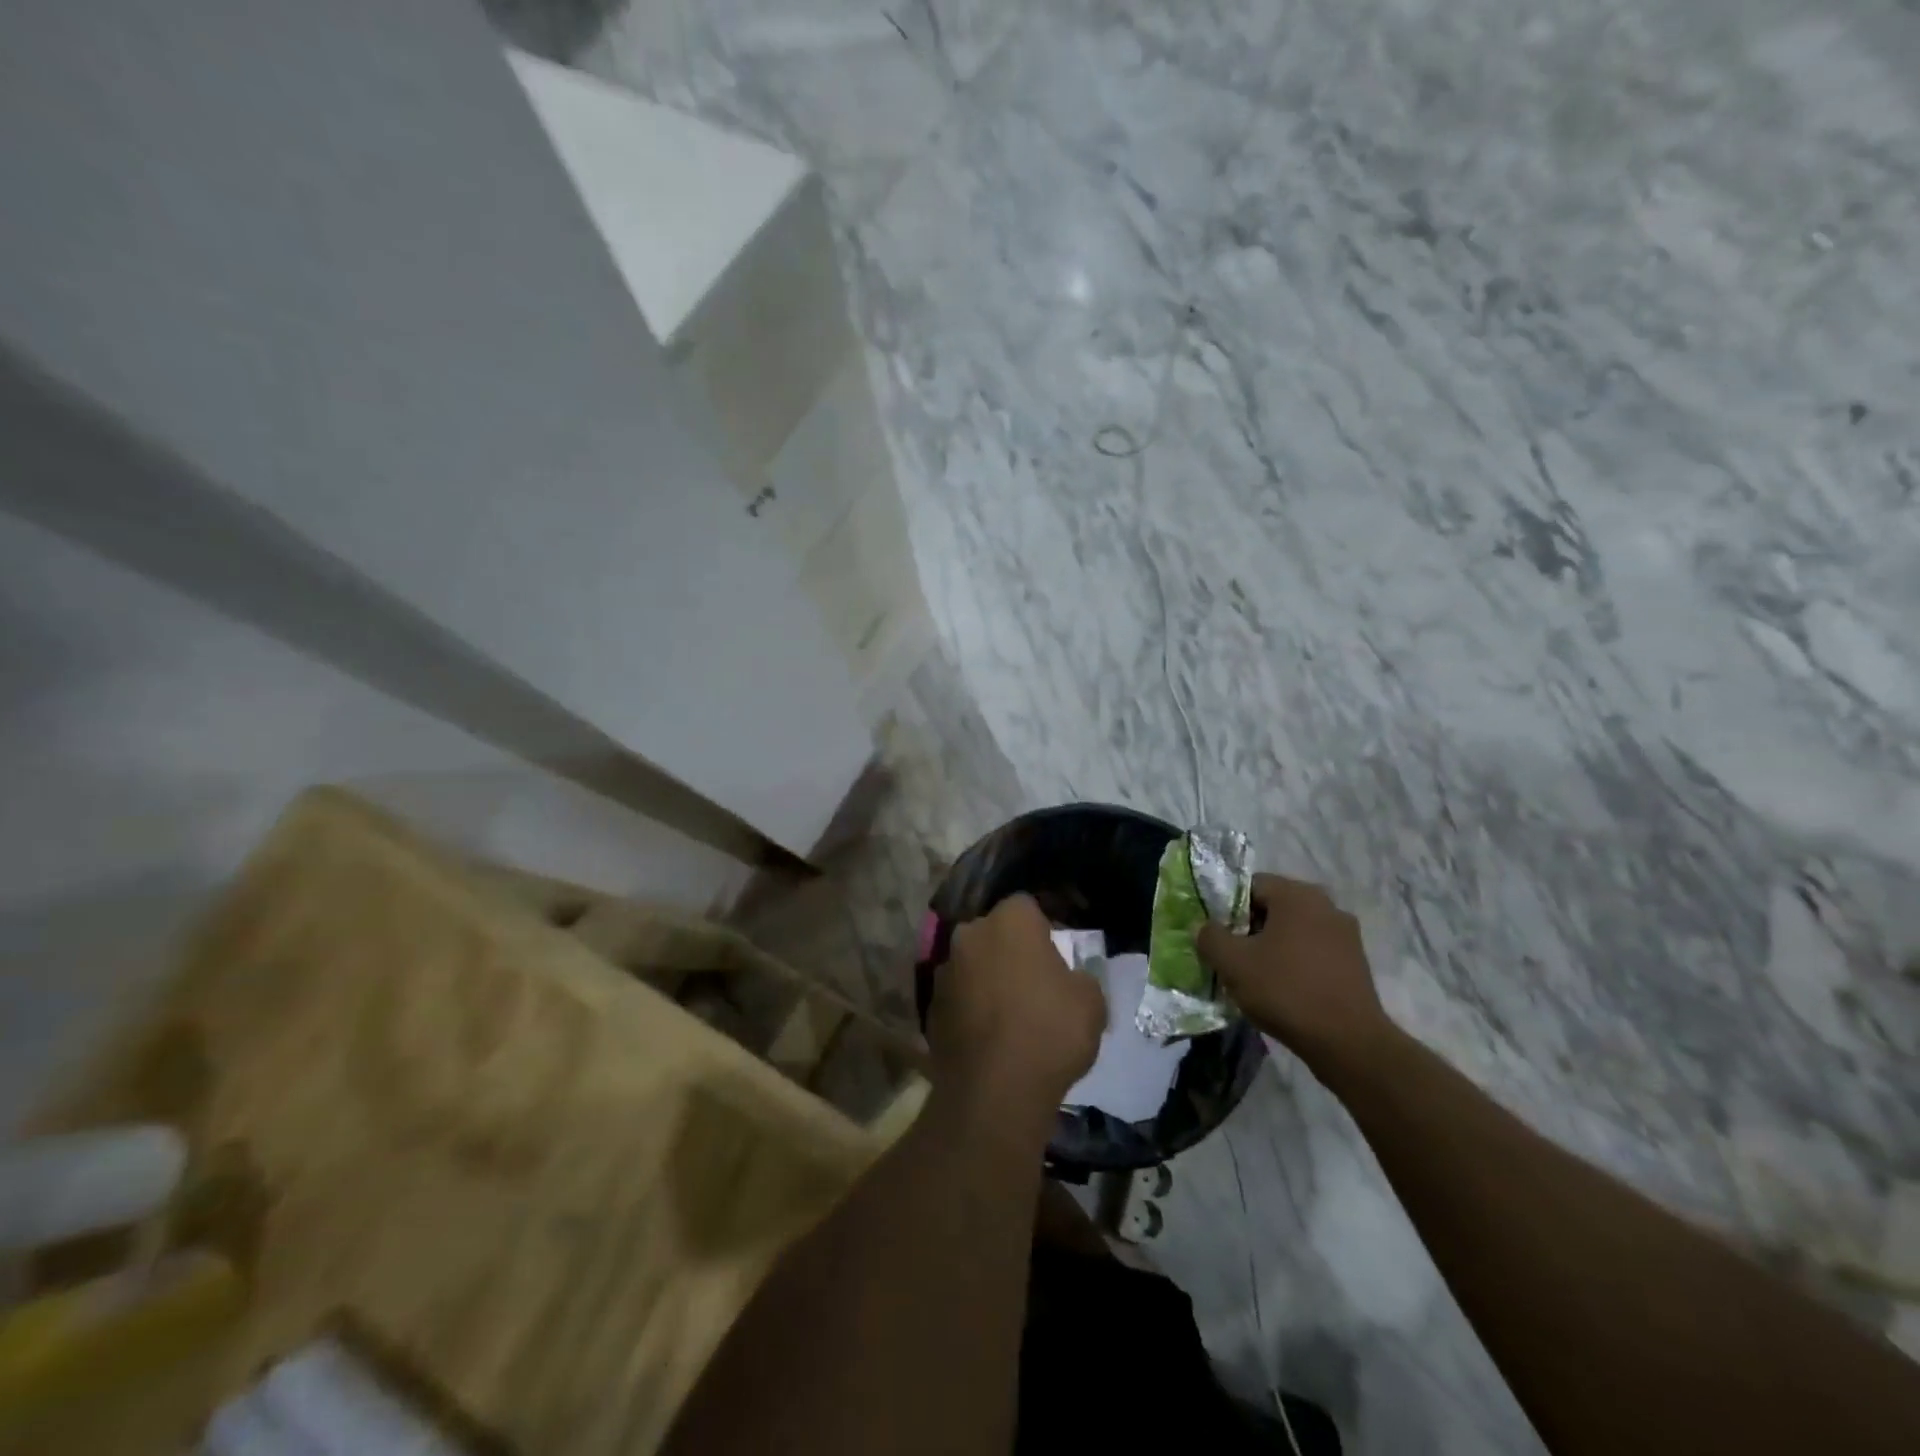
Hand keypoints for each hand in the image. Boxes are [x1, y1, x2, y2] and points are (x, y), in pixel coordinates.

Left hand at [929, 894, 1105, 1118]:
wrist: (995, 1090)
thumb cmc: (1050, 1031)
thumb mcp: (1091, 1001)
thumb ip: (1079, 977)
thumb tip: (1068, 980)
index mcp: (1010, 921)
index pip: (1026, 906)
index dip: (1042, 926)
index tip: (1055, 952)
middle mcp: (971, 934)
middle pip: (993, 932)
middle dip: (1009, 949)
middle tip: (1032, 981)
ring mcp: (945, 970)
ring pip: (972, 964)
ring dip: (986, 978)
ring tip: (1009, 1013)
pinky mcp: (930, 1006)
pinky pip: (958, 997)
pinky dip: (970, 1008)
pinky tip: (988, 1036)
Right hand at [1197, 874, 1391, 1070]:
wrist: (1349, 1043)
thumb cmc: (1286, 991)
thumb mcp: (1233, 963)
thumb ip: (1210, 937)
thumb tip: (1204, 926)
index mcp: (1297, 895)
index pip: (1250, 885)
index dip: (1227, 907)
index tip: (1217, 935)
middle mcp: (1326, 905)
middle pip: (1273, 907)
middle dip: (1248, 928)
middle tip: (1231, 956)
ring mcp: (1345, 934)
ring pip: (1294, 930)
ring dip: (1272, 946)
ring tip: (1255, 976)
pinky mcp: (1355, 962)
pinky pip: (1313, 951)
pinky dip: (1294, 962)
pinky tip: (1283, 989)